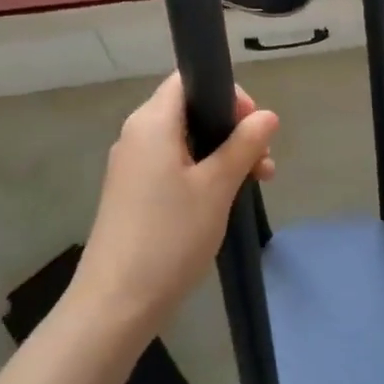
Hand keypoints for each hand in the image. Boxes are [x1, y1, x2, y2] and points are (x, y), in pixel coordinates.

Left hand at [73, 73, 278, 335]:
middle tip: (263, 163)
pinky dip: (201, 173)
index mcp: (152, 122)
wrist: (116, 303)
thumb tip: (267, 116)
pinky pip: (172, 166)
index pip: (189, 79)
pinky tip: (224, 200)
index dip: (226, 93)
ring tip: (256, 184)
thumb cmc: (170, 236)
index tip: (252, 125)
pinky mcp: (132, 192)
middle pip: (190, 111)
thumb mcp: (216, 187)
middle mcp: (137, 135)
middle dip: (231, 130)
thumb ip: (243, 145)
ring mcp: (132, 165)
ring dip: (222, 155)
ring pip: (185, 141)